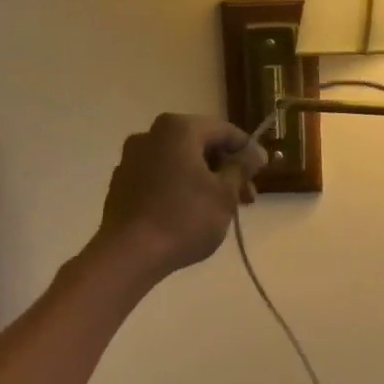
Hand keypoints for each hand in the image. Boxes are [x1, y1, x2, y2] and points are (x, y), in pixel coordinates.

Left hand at [95, 114, 266, 282]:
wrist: (129, 254)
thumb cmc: (185, 218)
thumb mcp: (225, 194)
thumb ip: (241, 167)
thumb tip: (254, 153)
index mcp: (178, 129)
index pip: (224, 130)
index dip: (247, 150)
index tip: (262, 172)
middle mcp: (150, 135)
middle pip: (200, 145)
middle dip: (226, 169)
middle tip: (246, 197)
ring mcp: (132, 159)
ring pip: (180, 162)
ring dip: (205, 180)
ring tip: (222, 209)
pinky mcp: (122, 183)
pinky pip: (161, 177)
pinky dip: (181, 188)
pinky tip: (192, 214)